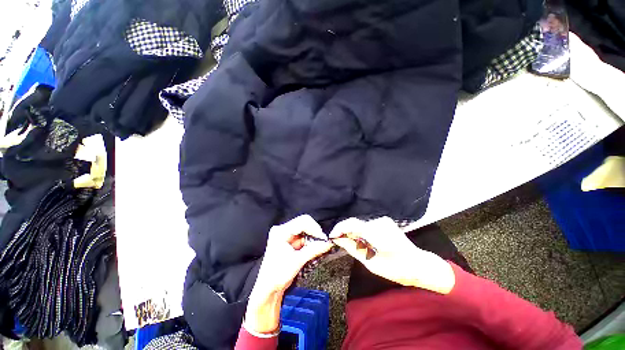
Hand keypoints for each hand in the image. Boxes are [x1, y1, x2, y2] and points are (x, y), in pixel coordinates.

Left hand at [246, 215, 332, 334]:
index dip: (315, 229)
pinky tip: (312, 250)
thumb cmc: (277, 275)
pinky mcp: (289, 241)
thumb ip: (314, 250)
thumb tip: (328, 243)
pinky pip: (303, 237)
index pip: (302, 222)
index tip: (323, 239)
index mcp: (281, 231)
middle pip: (304, 224)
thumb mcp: (298, 261)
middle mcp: (283, 230)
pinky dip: (310, 243)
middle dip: (314, 234)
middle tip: (322, 244)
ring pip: (305, 231)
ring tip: (317, 249)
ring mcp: (286, 235)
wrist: (268, 289)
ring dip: (313, 239)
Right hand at [330, 217, 455, 294]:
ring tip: (349, 242)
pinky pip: (367, 225)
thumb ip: (353, 248)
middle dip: (345, 231)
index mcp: (375, 231)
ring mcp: (382, 221)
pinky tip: (361, 241)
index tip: (331, 236)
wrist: (419, 265)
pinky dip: (361, 232)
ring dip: (353, 232)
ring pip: (360, 224)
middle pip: (355, 223)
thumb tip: (338, 239)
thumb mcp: (371, 263)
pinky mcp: (385, 222)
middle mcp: (378, 221)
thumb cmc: (396, 268)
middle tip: (338, 241)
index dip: (339, 229)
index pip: (351, 223)